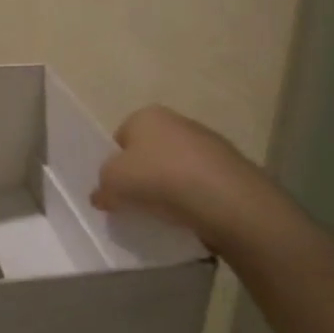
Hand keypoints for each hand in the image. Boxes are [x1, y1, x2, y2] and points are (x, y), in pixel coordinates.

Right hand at [91, 105, 259, 247]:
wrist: (225, 200)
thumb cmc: (158, 179)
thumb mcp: (111, 183)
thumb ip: (101, 187)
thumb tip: (102, 195)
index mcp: (146, 116)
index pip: (120, 138)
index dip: (115, 164)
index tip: (116, 188)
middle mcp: (178, 121)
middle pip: (150, 152)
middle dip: (143, 174)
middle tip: (137, 202)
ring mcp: (210, 143)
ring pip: (177, 168)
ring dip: (170, 187)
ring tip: (165, 214)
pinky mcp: (232, 168)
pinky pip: (201, 184)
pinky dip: (194, 198)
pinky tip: (190, 216)